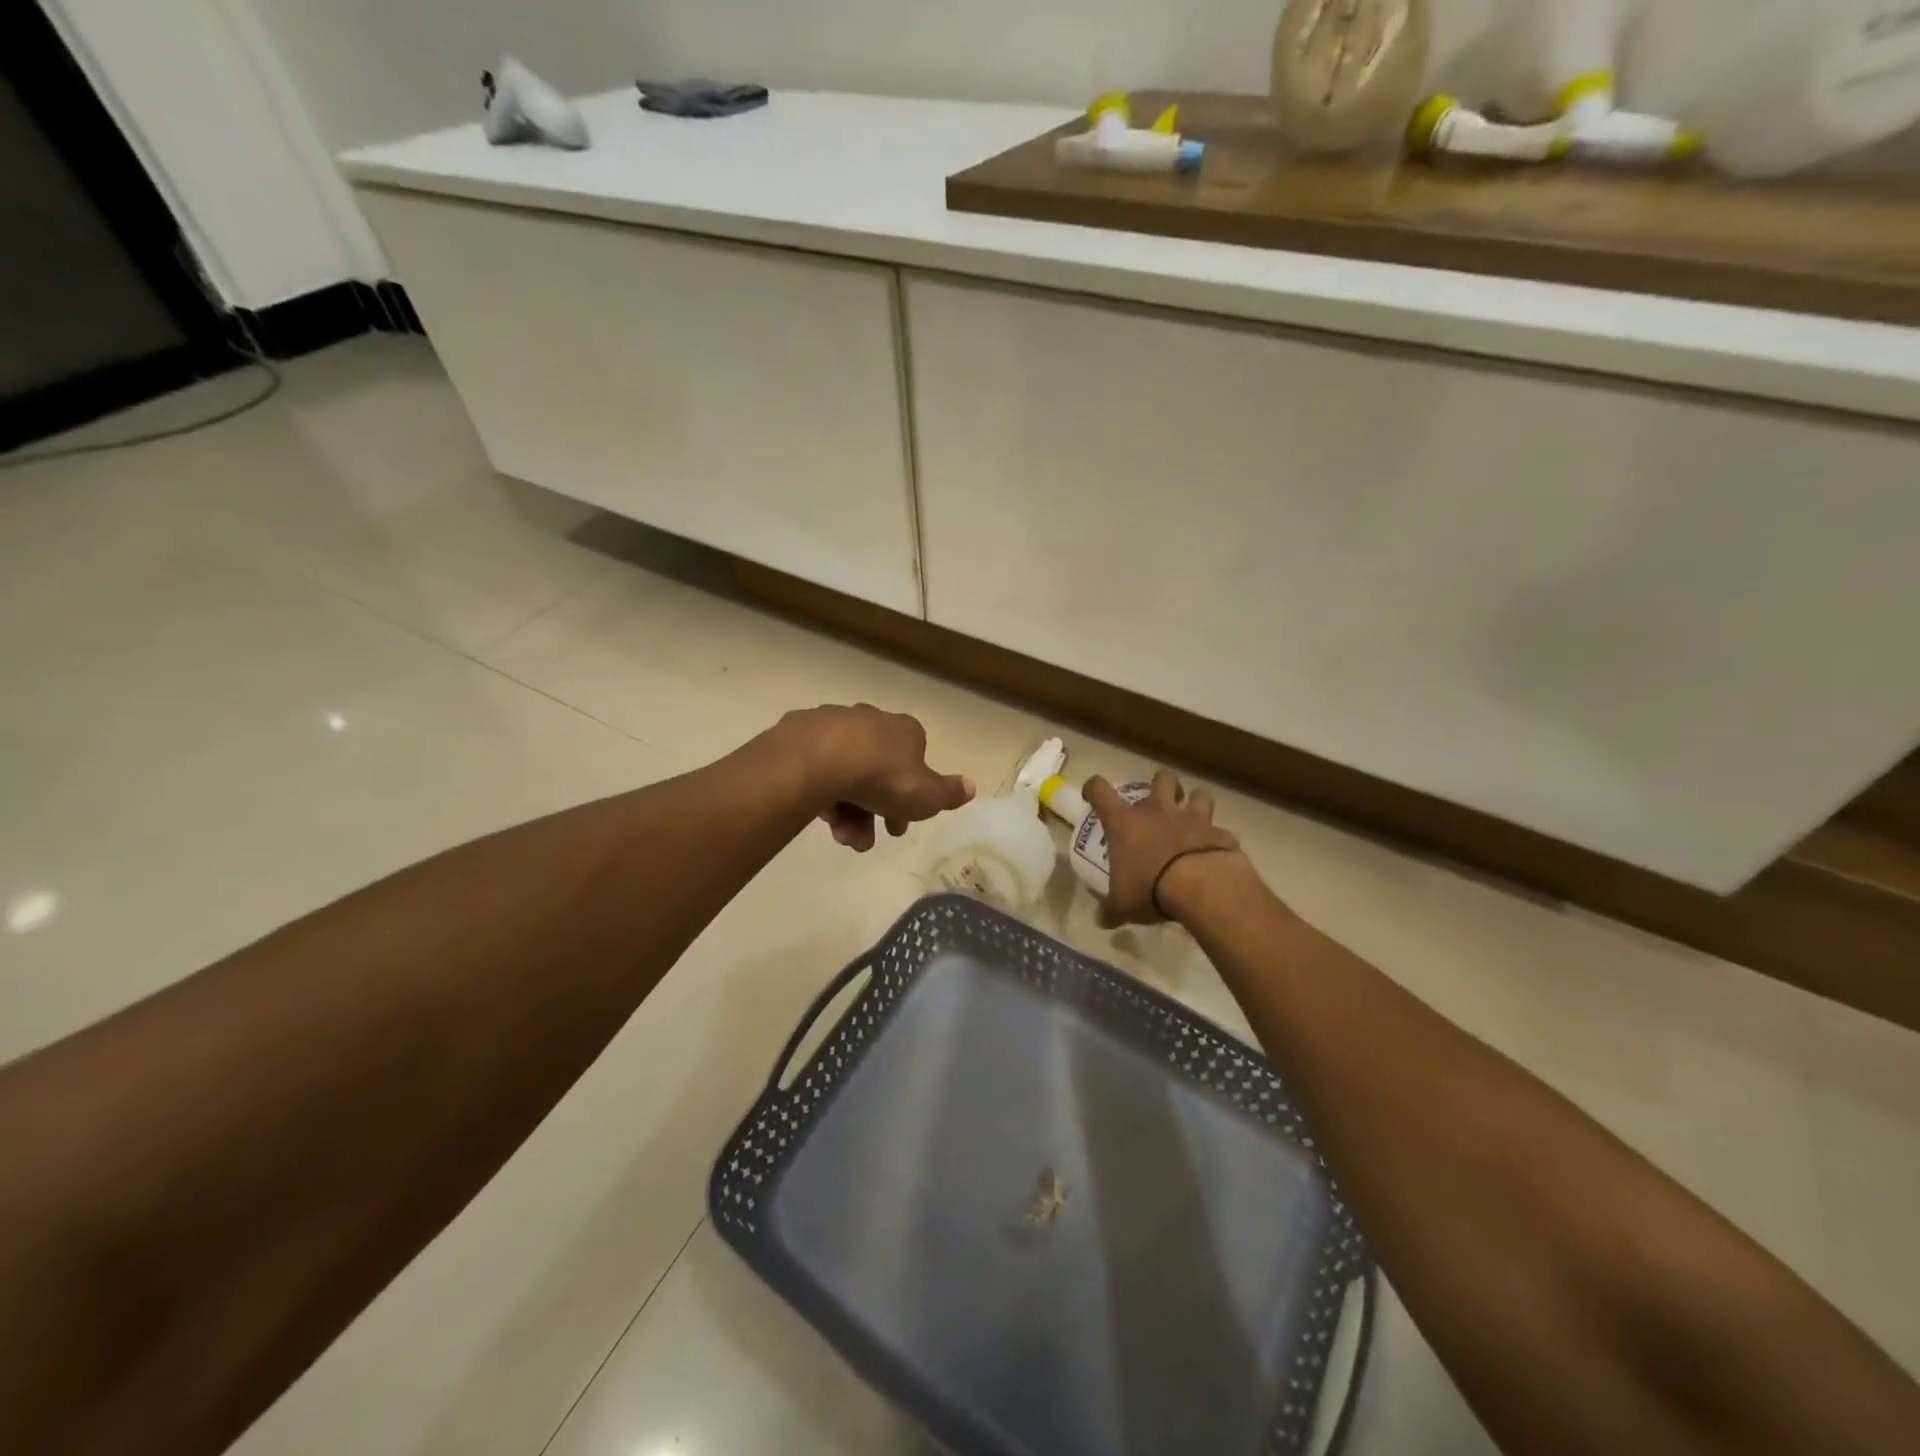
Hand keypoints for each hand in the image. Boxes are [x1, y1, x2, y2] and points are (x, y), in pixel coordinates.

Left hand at [777, 704, 975, 851]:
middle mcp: (870, 721)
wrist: (820, 760)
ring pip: (845, 772)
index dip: (909, 798)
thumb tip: (972, 786)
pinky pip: (816, 768)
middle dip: (874, 811)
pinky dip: (821, 793)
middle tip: (865, 841)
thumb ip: (949, 793)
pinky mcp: (800, 734)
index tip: (897, 826)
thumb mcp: (926, 796)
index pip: (913, 763)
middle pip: (877, 772)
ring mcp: (833, 724)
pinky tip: (820, 817)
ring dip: (847, 810)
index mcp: (904, 731)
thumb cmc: (882, 777)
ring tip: (841, 837)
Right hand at [1085, 769, 1242, 924]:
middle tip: (1159, 800)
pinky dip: (1216, 838)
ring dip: (1195, 803)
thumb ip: (1111, 910)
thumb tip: (1101, 920)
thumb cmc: (1150, 888)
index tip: (1092, 794)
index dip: (1093, 788)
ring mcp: (1193, 818)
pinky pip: (1219, 830)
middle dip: (1161, 784)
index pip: (1100, 790)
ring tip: (1193, 817)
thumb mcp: (1122, 905)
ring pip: (1198, 794)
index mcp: (1126, 821)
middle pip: (1160, 778)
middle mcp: (1158, 810)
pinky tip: (1214, 852)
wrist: (1202, 887)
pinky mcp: (1220, 833)